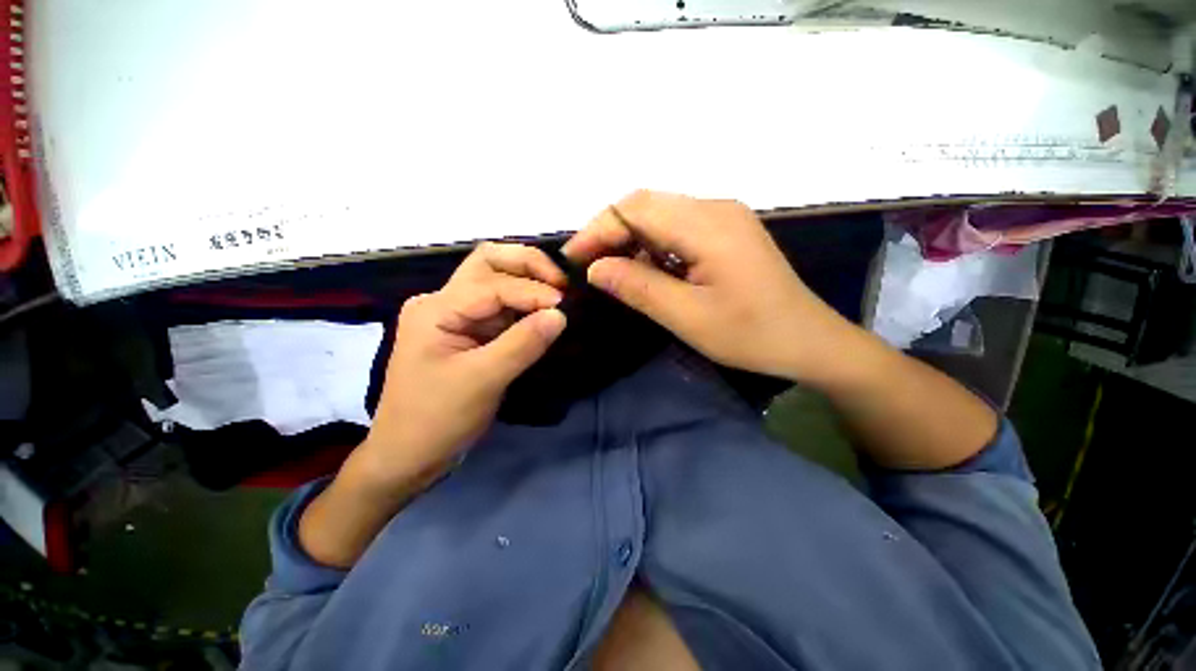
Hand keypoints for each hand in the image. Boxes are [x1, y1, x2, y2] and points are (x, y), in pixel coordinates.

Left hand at [359, 242, 567, 489]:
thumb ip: (523, 344)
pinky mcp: (470, 332)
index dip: (531, 290)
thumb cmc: (437, 419)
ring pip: (496, 281)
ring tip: (558, 292)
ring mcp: (457, 315)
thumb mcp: (483, 381)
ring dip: (528, 281)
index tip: (564, 304)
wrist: (409, 455)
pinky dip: (525, 305)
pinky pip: (502, 308)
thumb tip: (561, 314)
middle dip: (527, 265)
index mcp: (436, 308)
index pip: (492, 285)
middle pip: (488, 263)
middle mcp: (444, 302)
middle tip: (561, 282)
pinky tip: (544, 311)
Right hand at [563, 190, 849, 381]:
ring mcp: (723, 218)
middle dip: (609, 231)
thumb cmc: (752, 334)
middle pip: (645, 204)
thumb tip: (595, 268)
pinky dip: (651, 245)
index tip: (573, 260)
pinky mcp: (726, 232)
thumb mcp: (688, 317)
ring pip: (659, 215)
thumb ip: (639, 288)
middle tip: (588, 266)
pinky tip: (645, 269)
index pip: (635, 209)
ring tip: (610, 270)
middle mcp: (715, 208)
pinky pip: (677, 228)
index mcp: (708, 224)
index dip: (598, 230)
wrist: (810, 341)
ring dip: (629, 239)